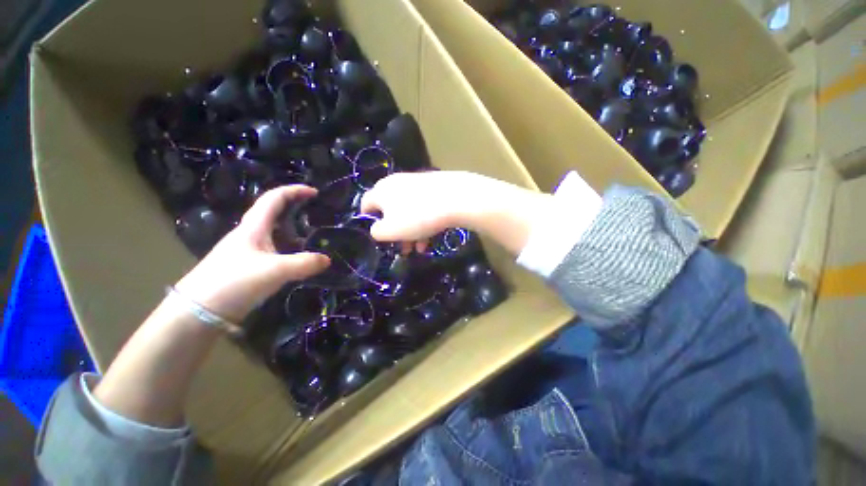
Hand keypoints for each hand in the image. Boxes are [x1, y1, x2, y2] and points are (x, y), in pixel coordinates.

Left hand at [175, 185, 330, 322]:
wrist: (199, 312)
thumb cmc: (234, 282)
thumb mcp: (274, 271)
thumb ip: (304, 263)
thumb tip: (327, 259)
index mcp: (253, 227)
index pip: (274, 198)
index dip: (294, 191)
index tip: (314, 192)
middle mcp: (250, 234)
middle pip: (273, 212)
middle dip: (294, 207)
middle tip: (316, 212)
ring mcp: (248, 251)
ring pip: (274, 232)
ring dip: (292, 228)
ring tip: (313, 234)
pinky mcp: (248, 266)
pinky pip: (274, 249)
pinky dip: (289, 247)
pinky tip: (298, 257)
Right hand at [360, 171, 552, 254]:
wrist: (456, 198)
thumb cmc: (418, 216)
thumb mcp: (391, 230)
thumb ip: (377, 232)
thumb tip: (377, 230)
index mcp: (381, 191)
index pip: (366, 205)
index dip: (369, 222)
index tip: (378, 237)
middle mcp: (396, 184)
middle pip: (390, 211)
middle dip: (395, 233)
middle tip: (402, 249)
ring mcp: (417, 184)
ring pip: (408, 212)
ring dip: (411, 232)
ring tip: (418, 249)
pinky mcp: (433, 188)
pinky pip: (423, 208)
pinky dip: (423, 224)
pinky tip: (430, 240)